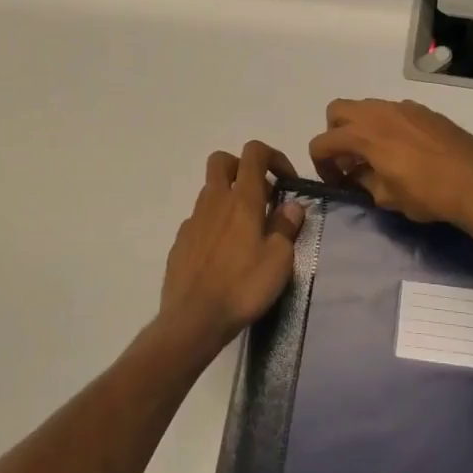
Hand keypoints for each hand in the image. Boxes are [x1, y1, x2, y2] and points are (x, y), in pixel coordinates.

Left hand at [160, 142, 305, 348]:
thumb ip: (285, 227)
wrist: (193, 319)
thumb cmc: (243, 286)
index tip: (286, 180)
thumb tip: (291, 206)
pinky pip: (200, 219)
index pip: (254, 153)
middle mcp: (214, 201)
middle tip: (261, 195)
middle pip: (222, 160)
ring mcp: (193, 220)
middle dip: (243, 167)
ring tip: (247, 230)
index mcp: (242, 200)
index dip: (273, 156)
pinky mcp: (180, 240)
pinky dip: (214, 223)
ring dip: (229, 197)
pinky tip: (224, 252)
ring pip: (210, 190)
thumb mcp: (279, 259)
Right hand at [308, 99, 472, 231]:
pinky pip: (393, 111)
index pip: (323, 142)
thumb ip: (364, 182)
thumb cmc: (428, 194)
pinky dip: (386, 125)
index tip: (336, 181)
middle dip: (335, 134)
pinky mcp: (424, 110)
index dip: (321, 163)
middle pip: (338, 110)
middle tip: (349, 160)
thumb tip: (356, 175)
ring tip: (376, 155)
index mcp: (364, 134)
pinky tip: (404, 150)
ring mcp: (404, 107)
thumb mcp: (387, 198)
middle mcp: (379, 112)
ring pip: (367, 107)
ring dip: (361, 127)